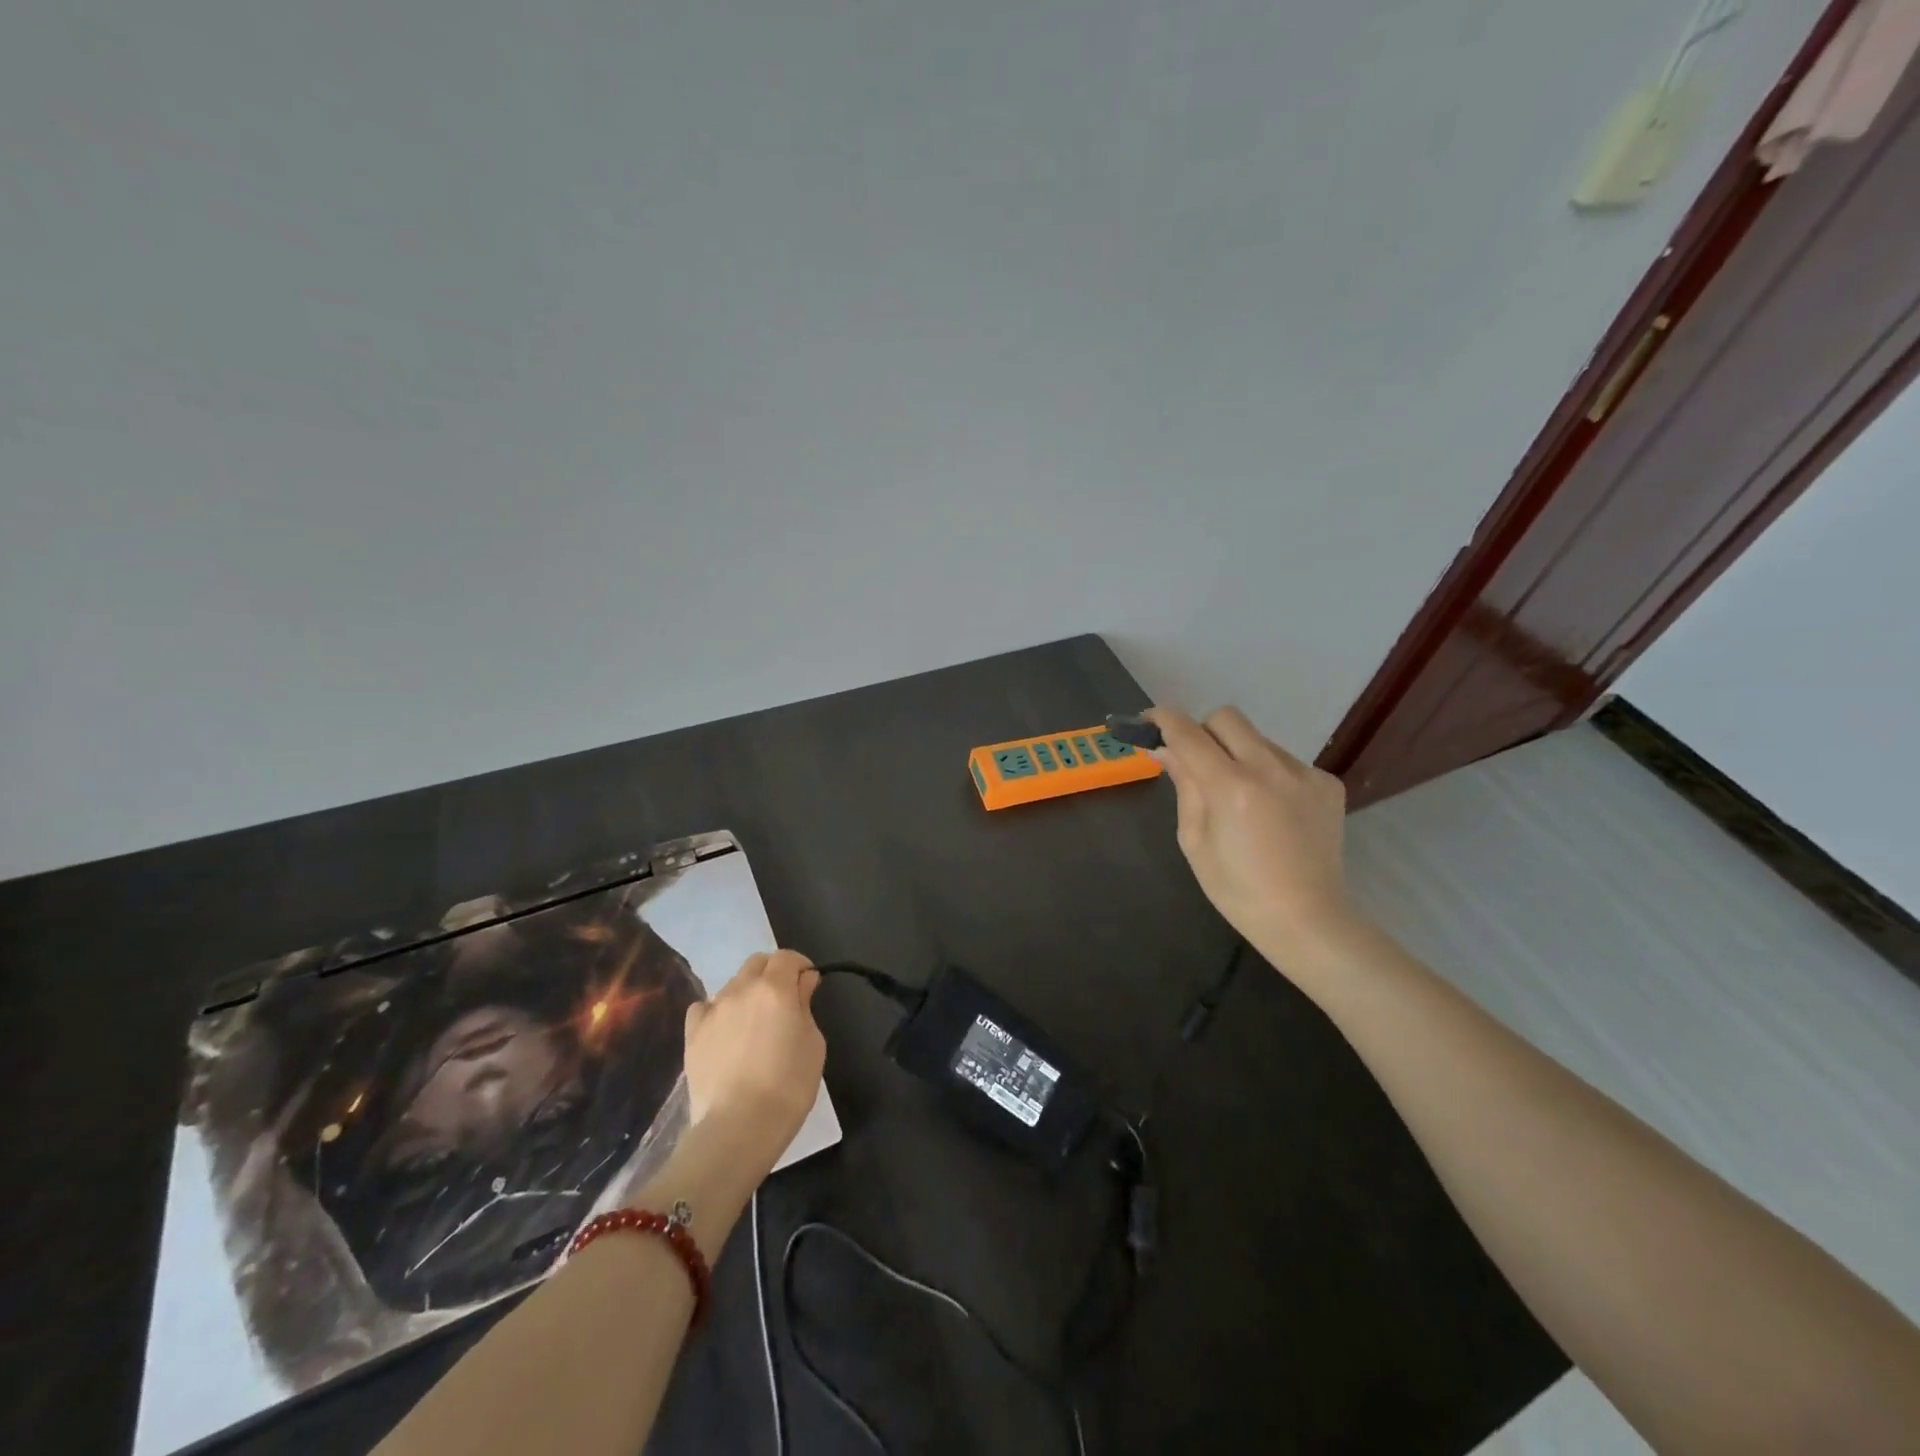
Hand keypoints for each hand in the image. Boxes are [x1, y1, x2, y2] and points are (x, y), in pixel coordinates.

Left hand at [682, 950, 825, 1175]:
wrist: (738, 1127)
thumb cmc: (788, 1086)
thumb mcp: (813, 1043)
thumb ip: (805, 1005)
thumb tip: (802, 983)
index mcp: (775, 988)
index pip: (787, 957)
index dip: (801, 965)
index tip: (809, 984)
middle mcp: (741, 989)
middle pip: (757, 963)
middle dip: (773, 972)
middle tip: (785, 999)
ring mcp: (713, 1010)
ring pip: (733, 984)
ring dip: (747, 992)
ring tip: (754, 1022)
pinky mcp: (692, 1034)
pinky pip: (705, 1007)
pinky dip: (718, 1011)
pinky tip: (724, 1031)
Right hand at [1148, 705, 1356, 975]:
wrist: (1306, 919)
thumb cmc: (1237, 889)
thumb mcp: (1194, 840)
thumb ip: (1184, 786)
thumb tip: (1166, 750)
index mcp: (1230, 786)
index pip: (1187, 732)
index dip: (1163, 720)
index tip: (1149, 722)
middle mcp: (1270, 768)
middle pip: (1226, 718)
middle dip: (1203, 732)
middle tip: (1197, 762)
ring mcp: (1304, 773)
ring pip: (1258, 739)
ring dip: (1238, 754)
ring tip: (1240, 797)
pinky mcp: (1327, 783)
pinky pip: (1286, 761)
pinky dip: (1269, 775)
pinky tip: (1272, 811)